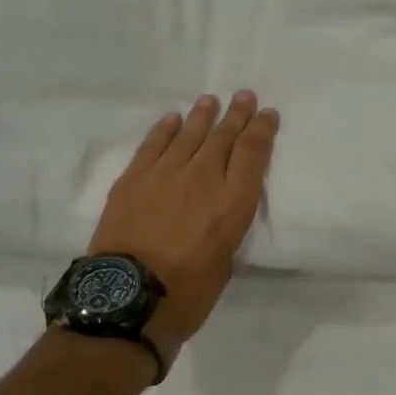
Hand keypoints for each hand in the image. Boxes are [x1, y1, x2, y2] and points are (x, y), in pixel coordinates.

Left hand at [90, 91, 280, 366]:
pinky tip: (172, 119)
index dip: (262, 130)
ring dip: (202, 115)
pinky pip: (153, 145)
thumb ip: (225, 232)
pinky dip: (164, 129)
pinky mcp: (134, 178)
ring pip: (189, 134)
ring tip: (210, 101)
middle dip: (237, 114)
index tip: (268, 114)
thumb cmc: (186, 295)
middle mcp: (204, 178)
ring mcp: (166, 174)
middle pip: (224, 136)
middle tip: (244, 96)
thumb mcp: (224, 264)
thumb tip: (215, 217)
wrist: (127, 298)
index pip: (253, 154)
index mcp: (233, 203)